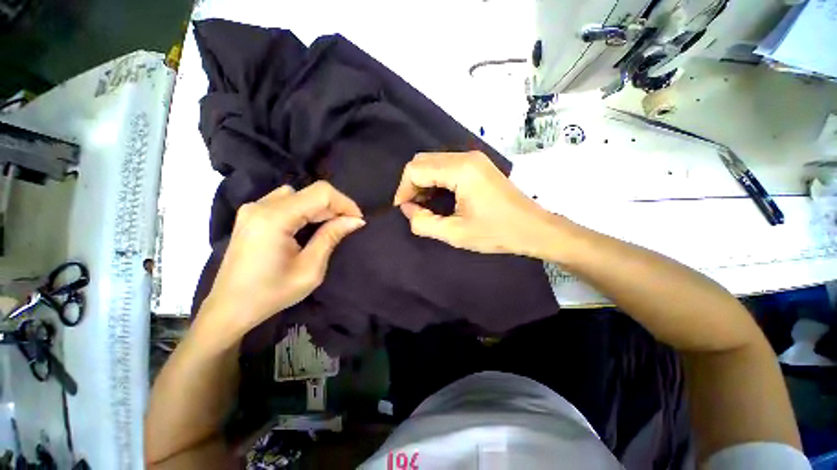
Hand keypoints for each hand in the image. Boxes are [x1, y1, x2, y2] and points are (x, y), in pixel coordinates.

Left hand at [199, 182, 364, 344]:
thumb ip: (331, 237)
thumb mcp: (310, 269)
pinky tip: (308, 227)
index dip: (345, 203)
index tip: (357, 221)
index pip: (320, 193)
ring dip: (320, 208)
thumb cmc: (271, 294)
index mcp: (274, 218)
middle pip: (310, 192)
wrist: (229, 308)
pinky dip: (305, 209)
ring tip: (329, 228)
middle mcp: (261, 205)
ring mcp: (253, 208)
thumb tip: (355, 220)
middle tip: (348, 227)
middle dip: (335, 207)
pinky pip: (286, 201)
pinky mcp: (251, 214)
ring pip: (299, 194)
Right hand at [393, 151, 560, 257]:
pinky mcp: (477, 165)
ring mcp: (473, 158)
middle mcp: (466, 156)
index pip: (416, 169)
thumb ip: (424, 223)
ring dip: (423, 181)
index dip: (404, 189)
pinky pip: (446, 166)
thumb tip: (407, 209)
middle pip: (423, 161)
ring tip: (424, 205)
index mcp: (461, 170)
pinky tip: (437, 197)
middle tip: (413, 208)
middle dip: (412, 184)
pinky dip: (435, 180)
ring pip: (433, 162)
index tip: (404, 209)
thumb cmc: (496, 233)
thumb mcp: (455, 234)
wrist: (533, 228)